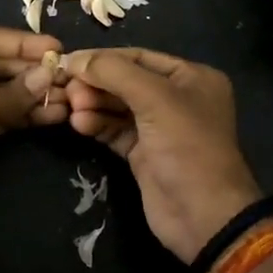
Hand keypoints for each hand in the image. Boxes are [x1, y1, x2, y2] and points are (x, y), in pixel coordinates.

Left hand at [0, 25, 66, 243]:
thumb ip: (13, 90)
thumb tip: (48, 76)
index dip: (21, 42)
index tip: (56, 47)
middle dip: (30, 69)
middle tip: (66, 74)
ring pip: (1, 90)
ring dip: (33, 93)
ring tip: (68, 96)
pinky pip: (1, 113)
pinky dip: (26, 113)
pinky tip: (54, 114)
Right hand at [24, 47, 263, 263]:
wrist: (204, 216)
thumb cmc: (187, 146)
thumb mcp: (155, 99)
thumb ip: (114, 72)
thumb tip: (75, 59)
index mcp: (191, 77)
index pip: (139, 57)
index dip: (103, 58)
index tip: (68, 61)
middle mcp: (177, 98)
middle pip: (126, 81)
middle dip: (96, 84)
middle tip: (68, 89)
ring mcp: (160, 127)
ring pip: (118, 106)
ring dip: (93, 104)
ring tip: (72, 108)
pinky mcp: (144, 153)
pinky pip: (115, 130)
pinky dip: (97, 124)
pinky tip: (78, 124)